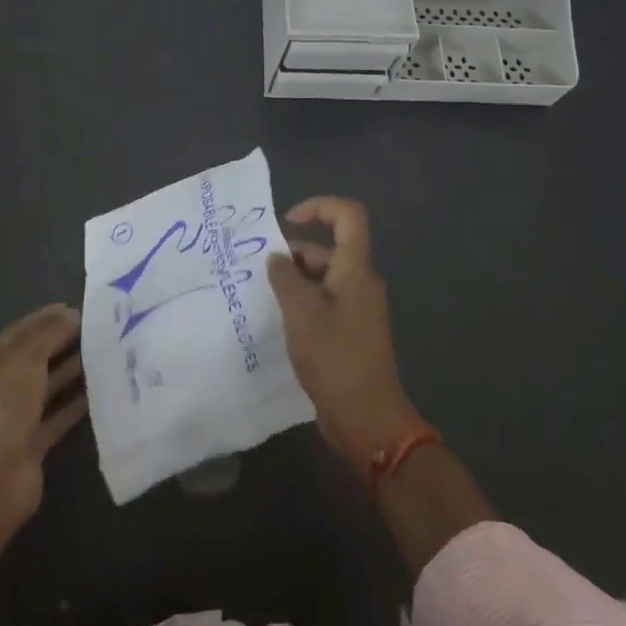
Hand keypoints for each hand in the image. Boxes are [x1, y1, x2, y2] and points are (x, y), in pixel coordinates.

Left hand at [0, 304, 87, 538]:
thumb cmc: (4, 409)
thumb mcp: (25, 360)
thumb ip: (49, 334)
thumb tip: (71, 313)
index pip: (24, 331)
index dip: (49, 317)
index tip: (83, 308)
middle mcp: (8, 386)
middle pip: (40, 357)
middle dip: (67, 342)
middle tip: (105, 330)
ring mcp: (21, 416)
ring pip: (52, 386)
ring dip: (76, 371)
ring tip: (109, 355)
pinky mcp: (36, 442)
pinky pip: (61, 416)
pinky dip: (79, 404)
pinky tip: (104, 393)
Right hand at [267, 197, 421, 478]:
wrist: (367, 418)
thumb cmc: (335, 358)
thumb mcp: (301, 313)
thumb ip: (285, 279)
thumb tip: (277, 259)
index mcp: (356, 270)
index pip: (348, 216)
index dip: (319, 207)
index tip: (286, 222)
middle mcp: (360, 283)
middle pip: (329, 249)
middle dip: (293, 254)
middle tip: (258, 273)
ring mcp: (357, 309)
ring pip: (324, 278)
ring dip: (294, 282)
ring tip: (261, 298)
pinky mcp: (350, 332)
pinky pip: (325, 303)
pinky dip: (302, 304)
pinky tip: (278, 321)